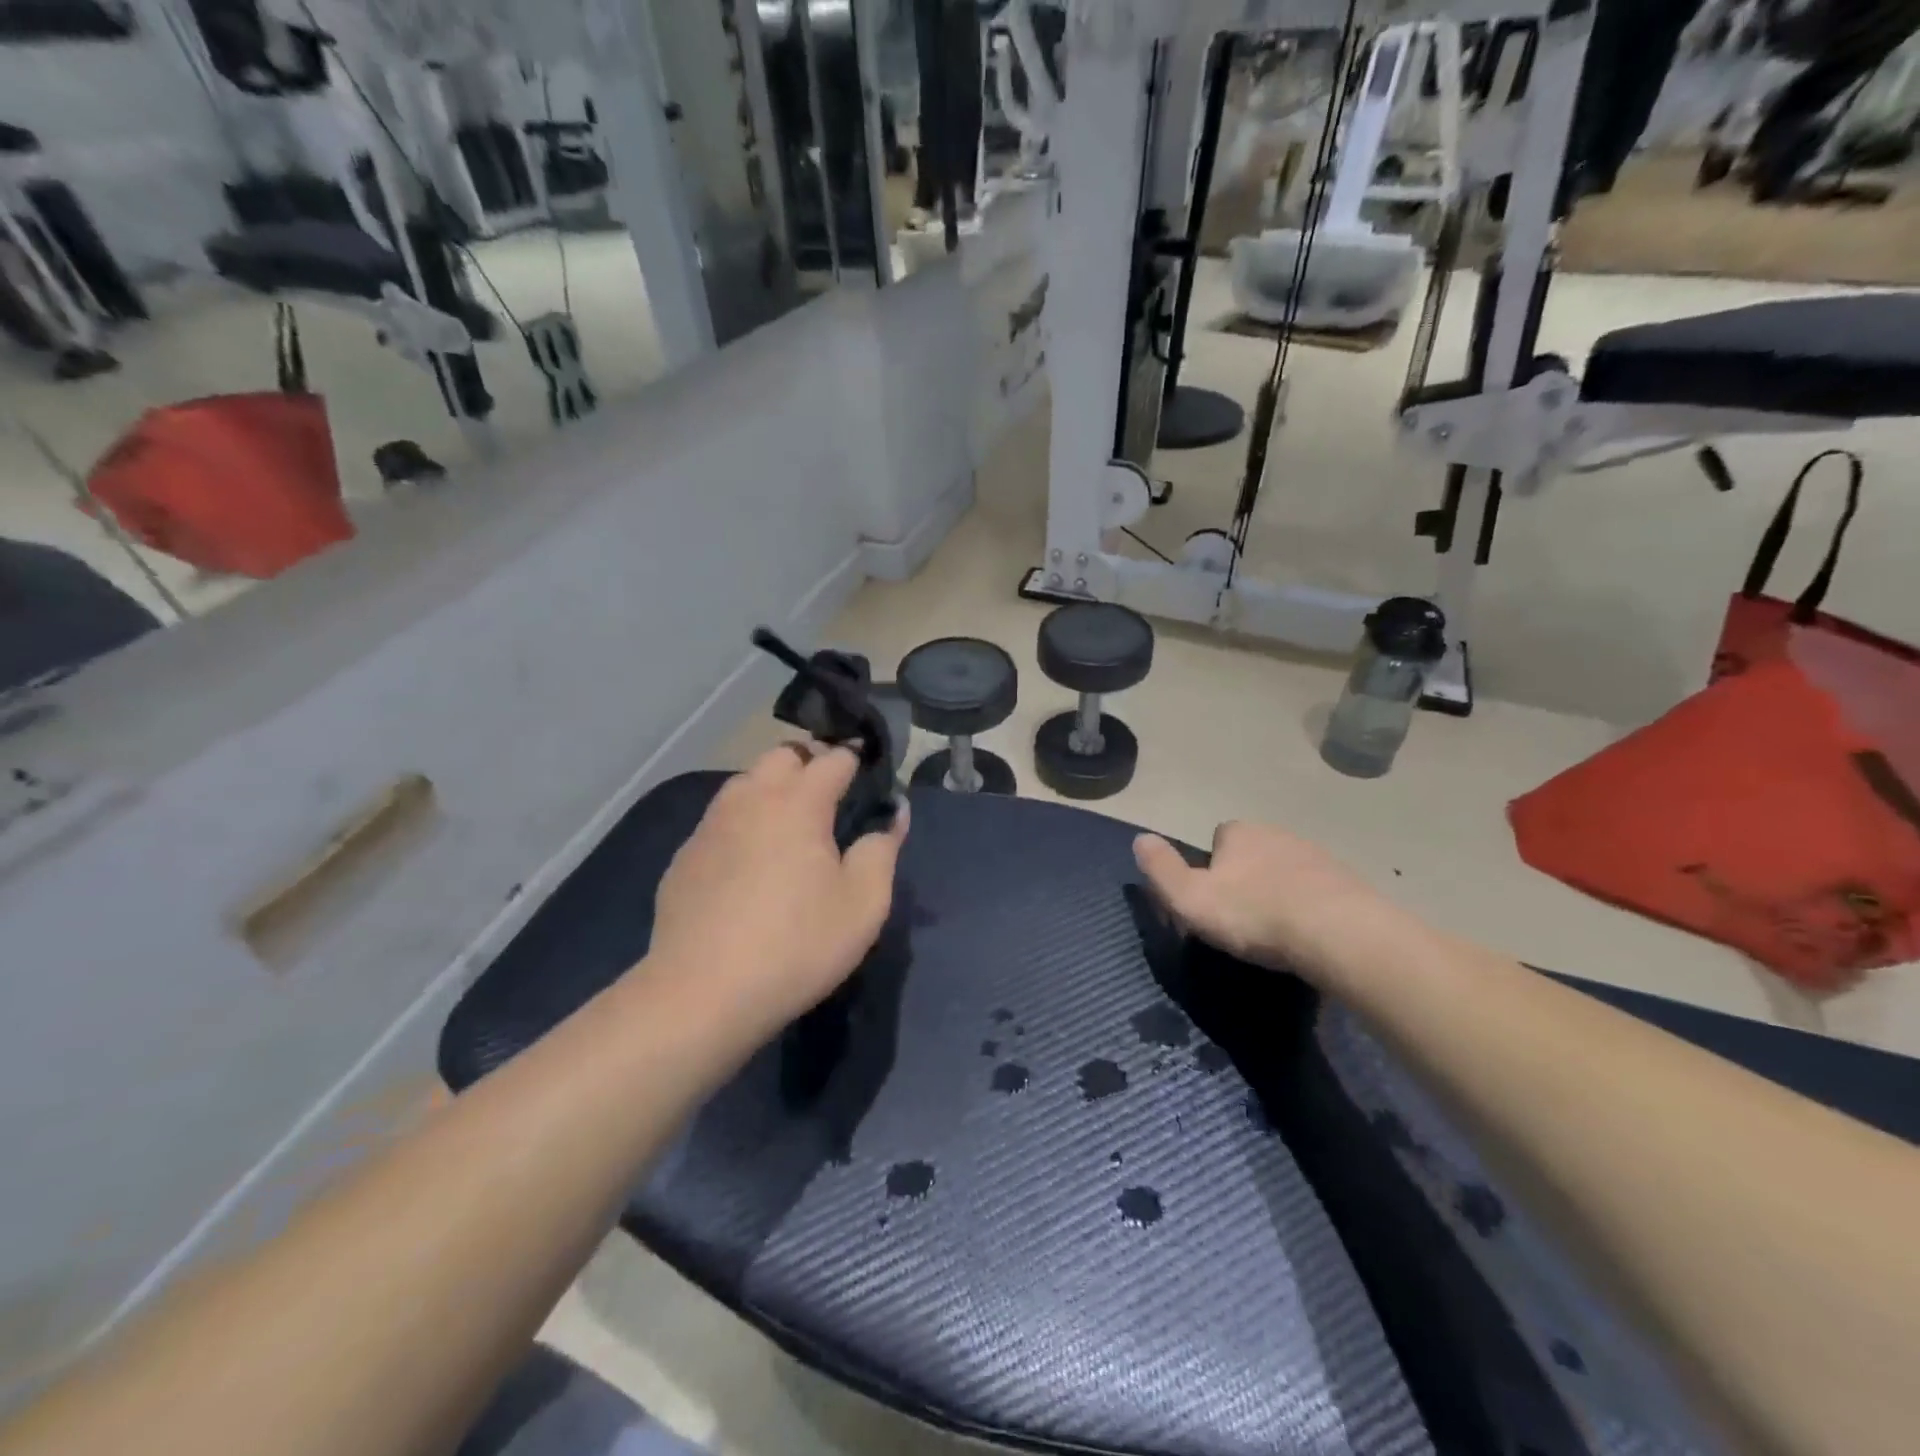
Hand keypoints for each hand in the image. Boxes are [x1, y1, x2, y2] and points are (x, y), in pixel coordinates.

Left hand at [644, 744, 907, 1043]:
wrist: (701, 994)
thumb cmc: (797, 945)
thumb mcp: (864, 904)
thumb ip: (883, 849)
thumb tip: (894, 813)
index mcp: (798, 802)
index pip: (834, 758)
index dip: (857, 759)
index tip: (872, 776)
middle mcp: (751, 798)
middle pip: (783, 754)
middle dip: (811, 763)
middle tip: (831, 800)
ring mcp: (710, 825)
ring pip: (746, 782)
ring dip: (773, 789)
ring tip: (790, 828)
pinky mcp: (685, 855)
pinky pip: (720, 820)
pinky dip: (743, 824)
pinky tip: (748, 865)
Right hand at [1133, 821, 1418, 986]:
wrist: (1339, 934)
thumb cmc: (1254, 914)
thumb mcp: (1190, 898)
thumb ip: (1161, 869)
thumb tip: (1140, 839)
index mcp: (1240, 833)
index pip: (1219, 838)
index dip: (1212, 867)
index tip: (1214, 899)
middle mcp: (1279, 834)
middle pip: (1254, 853)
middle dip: (1247, 878)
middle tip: (1243, 919)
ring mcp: (1318, 857)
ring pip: (1288, 872)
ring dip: (1280, 893)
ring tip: (1277, 933)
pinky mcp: (1350, 884)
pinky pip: (1319, 893)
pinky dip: (1311, 909)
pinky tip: (1309, 938)